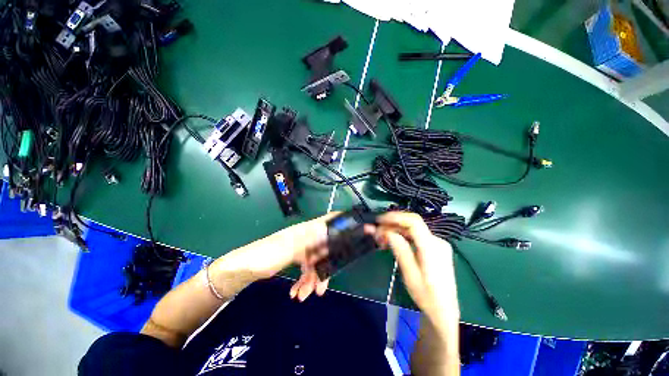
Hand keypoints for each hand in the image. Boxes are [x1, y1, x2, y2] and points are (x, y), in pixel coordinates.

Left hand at [228, 213, 336, 300]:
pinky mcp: (295, 258)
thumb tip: (328, 233)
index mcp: (305, 231)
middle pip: (324, 249)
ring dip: (312, 280)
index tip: (351, 236)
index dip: (340, 225)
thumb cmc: (265, 255)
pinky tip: (297, 293)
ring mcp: (301, 248)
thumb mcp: (289, 248)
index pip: (327, 223)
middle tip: (322, 288)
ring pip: (315, 262)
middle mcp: (306, 237)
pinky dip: (303, 281)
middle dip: (324, 269)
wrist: (242, 269)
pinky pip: (306, 269)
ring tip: (303, 296)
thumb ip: (310, 241)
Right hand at [375, 212, 459, 325]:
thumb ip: (400, 250)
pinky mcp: (434, 248)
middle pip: (411, 224)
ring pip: (412, 229)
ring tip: (380, 239)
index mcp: (433, 248)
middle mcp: (437, 241)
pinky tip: (391, 242)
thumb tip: (387, 232)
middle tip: (375, 233)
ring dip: (395, 230)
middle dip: (391, 225)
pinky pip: (415, 236)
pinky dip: (402, 236)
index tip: (379, 220)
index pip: (414, 222)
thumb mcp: (410, 275)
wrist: (444, 311)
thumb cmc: (427, 297)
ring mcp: (437, 244)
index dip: (395, 217)